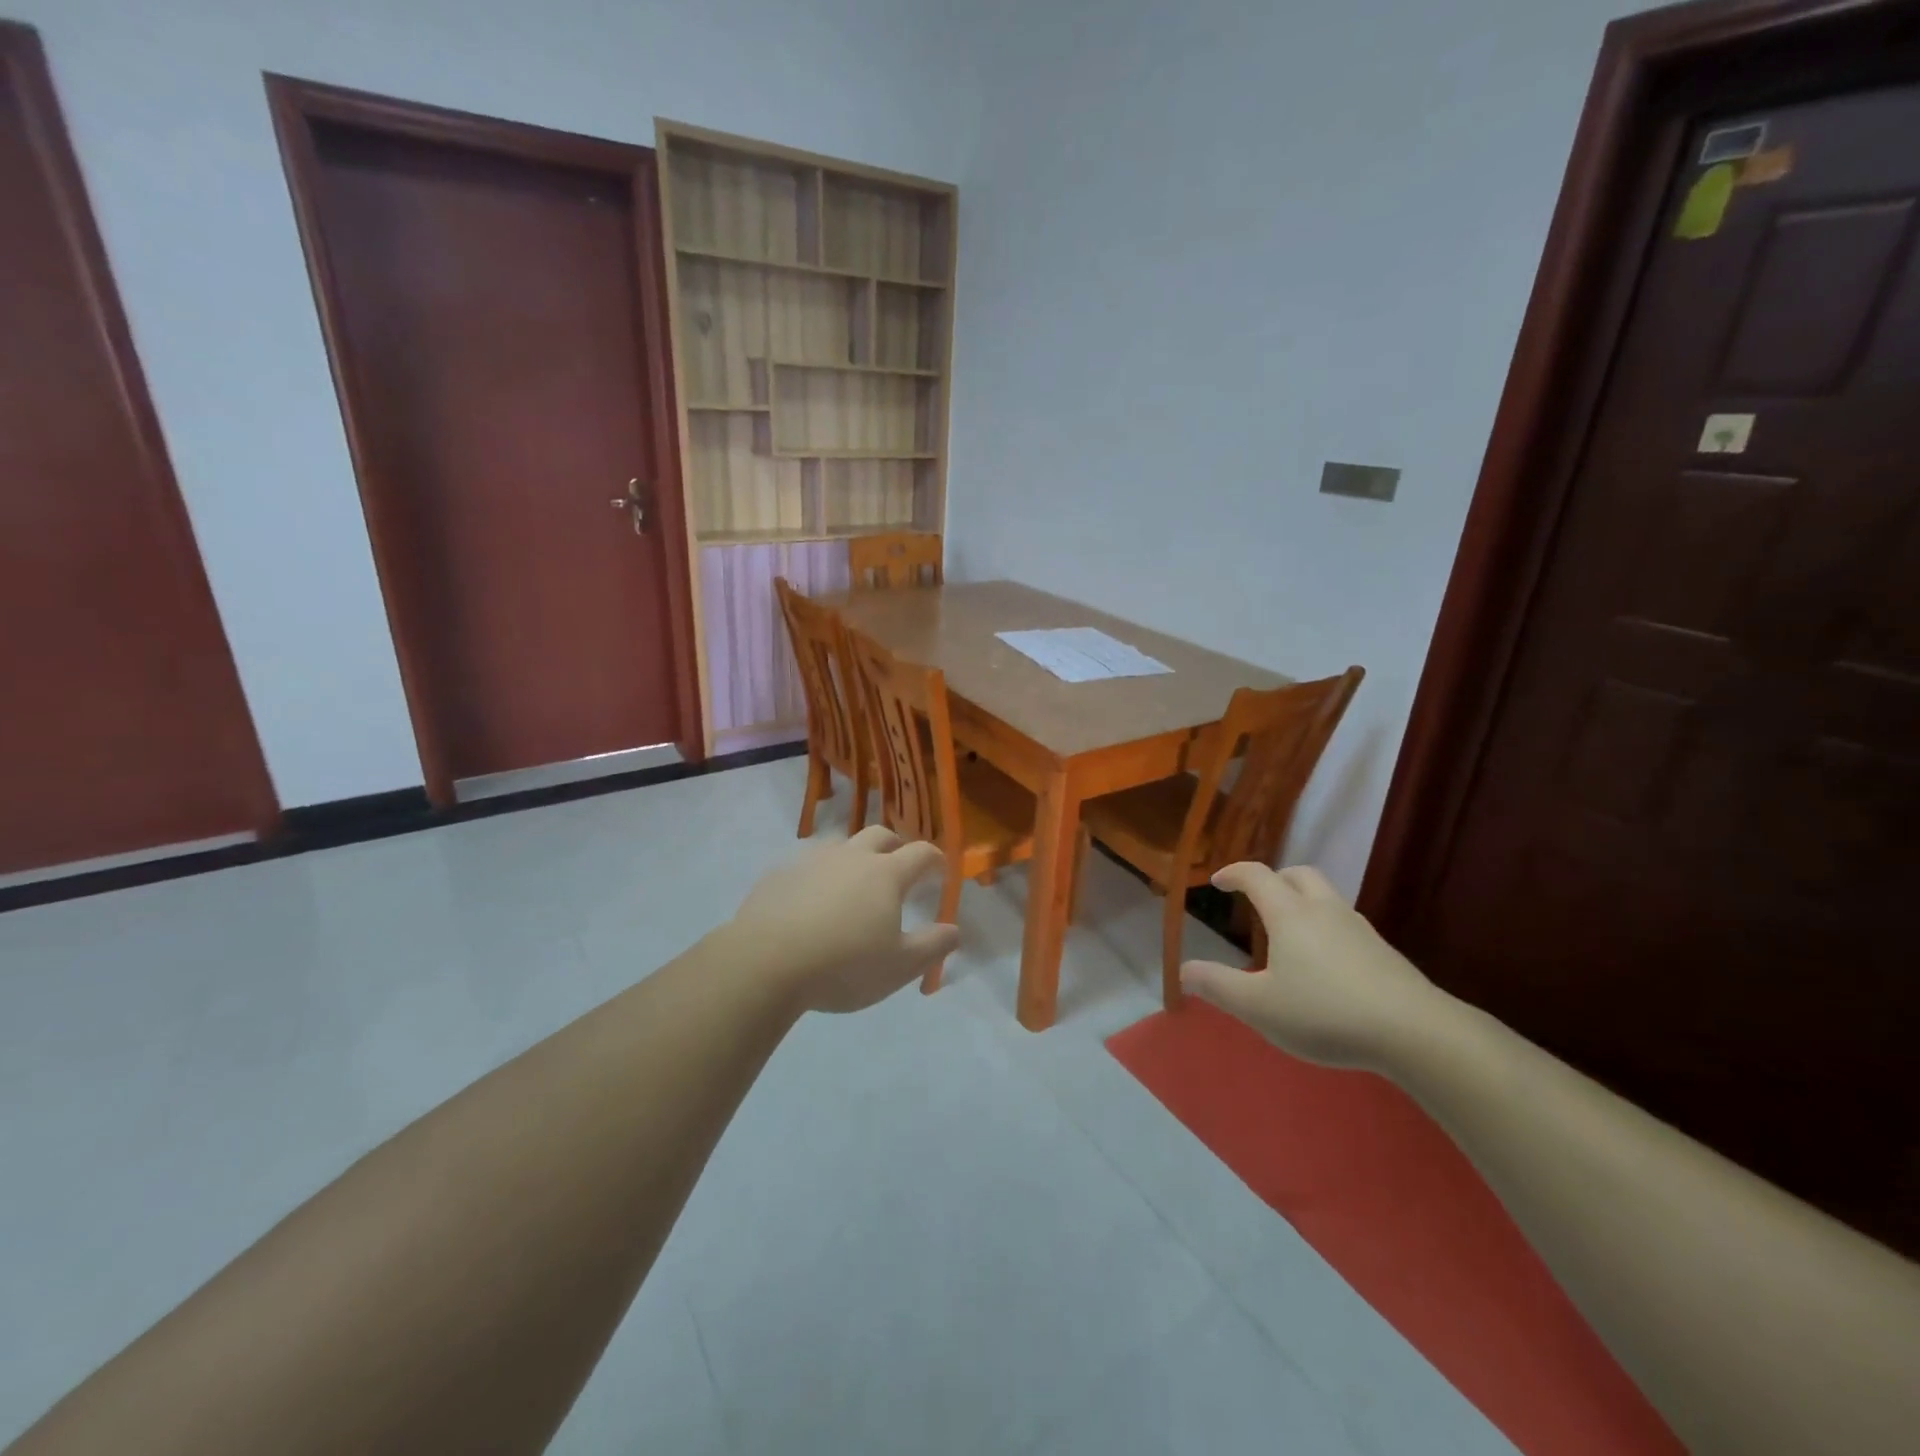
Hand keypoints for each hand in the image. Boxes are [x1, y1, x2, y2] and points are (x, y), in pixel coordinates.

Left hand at [727, 826, 960, 1013]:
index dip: (935, 860)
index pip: (921, 853)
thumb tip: (954, 930)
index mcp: (885, 874)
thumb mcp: (899, 967)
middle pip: (880, 835)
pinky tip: (810, 903)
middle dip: (895, 847)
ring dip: (854, 857)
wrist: (764, 963)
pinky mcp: (779, 874)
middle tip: (898, 869)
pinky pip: (806, 866)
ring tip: (852, 885)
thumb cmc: (843, 965)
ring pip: (840, 845)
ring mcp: (811, 861)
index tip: (940, 872)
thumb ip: (933, 946)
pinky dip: (818, 877)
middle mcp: (851, 856)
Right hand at [1180, 864, 1449, 1069]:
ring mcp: (1360, 930)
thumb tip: (1184, 969)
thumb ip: (1218, 986)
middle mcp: (1324, 910)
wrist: (1416, 1033)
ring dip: (1303, 902)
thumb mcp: (1259, 1007)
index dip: (1233, 873)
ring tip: (1290, 935)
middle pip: (1299, 874)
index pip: (1256, 876)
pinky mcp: (1385, 953)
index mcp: (1290, 914)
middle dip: (1275, 879)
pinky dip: (1326, 928)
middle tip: (1258, 898)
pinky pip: (1346, 925)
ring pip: (1327, 898)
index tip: (1218, 881)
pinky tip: (1326, 965)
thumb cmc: (1325, 1013)